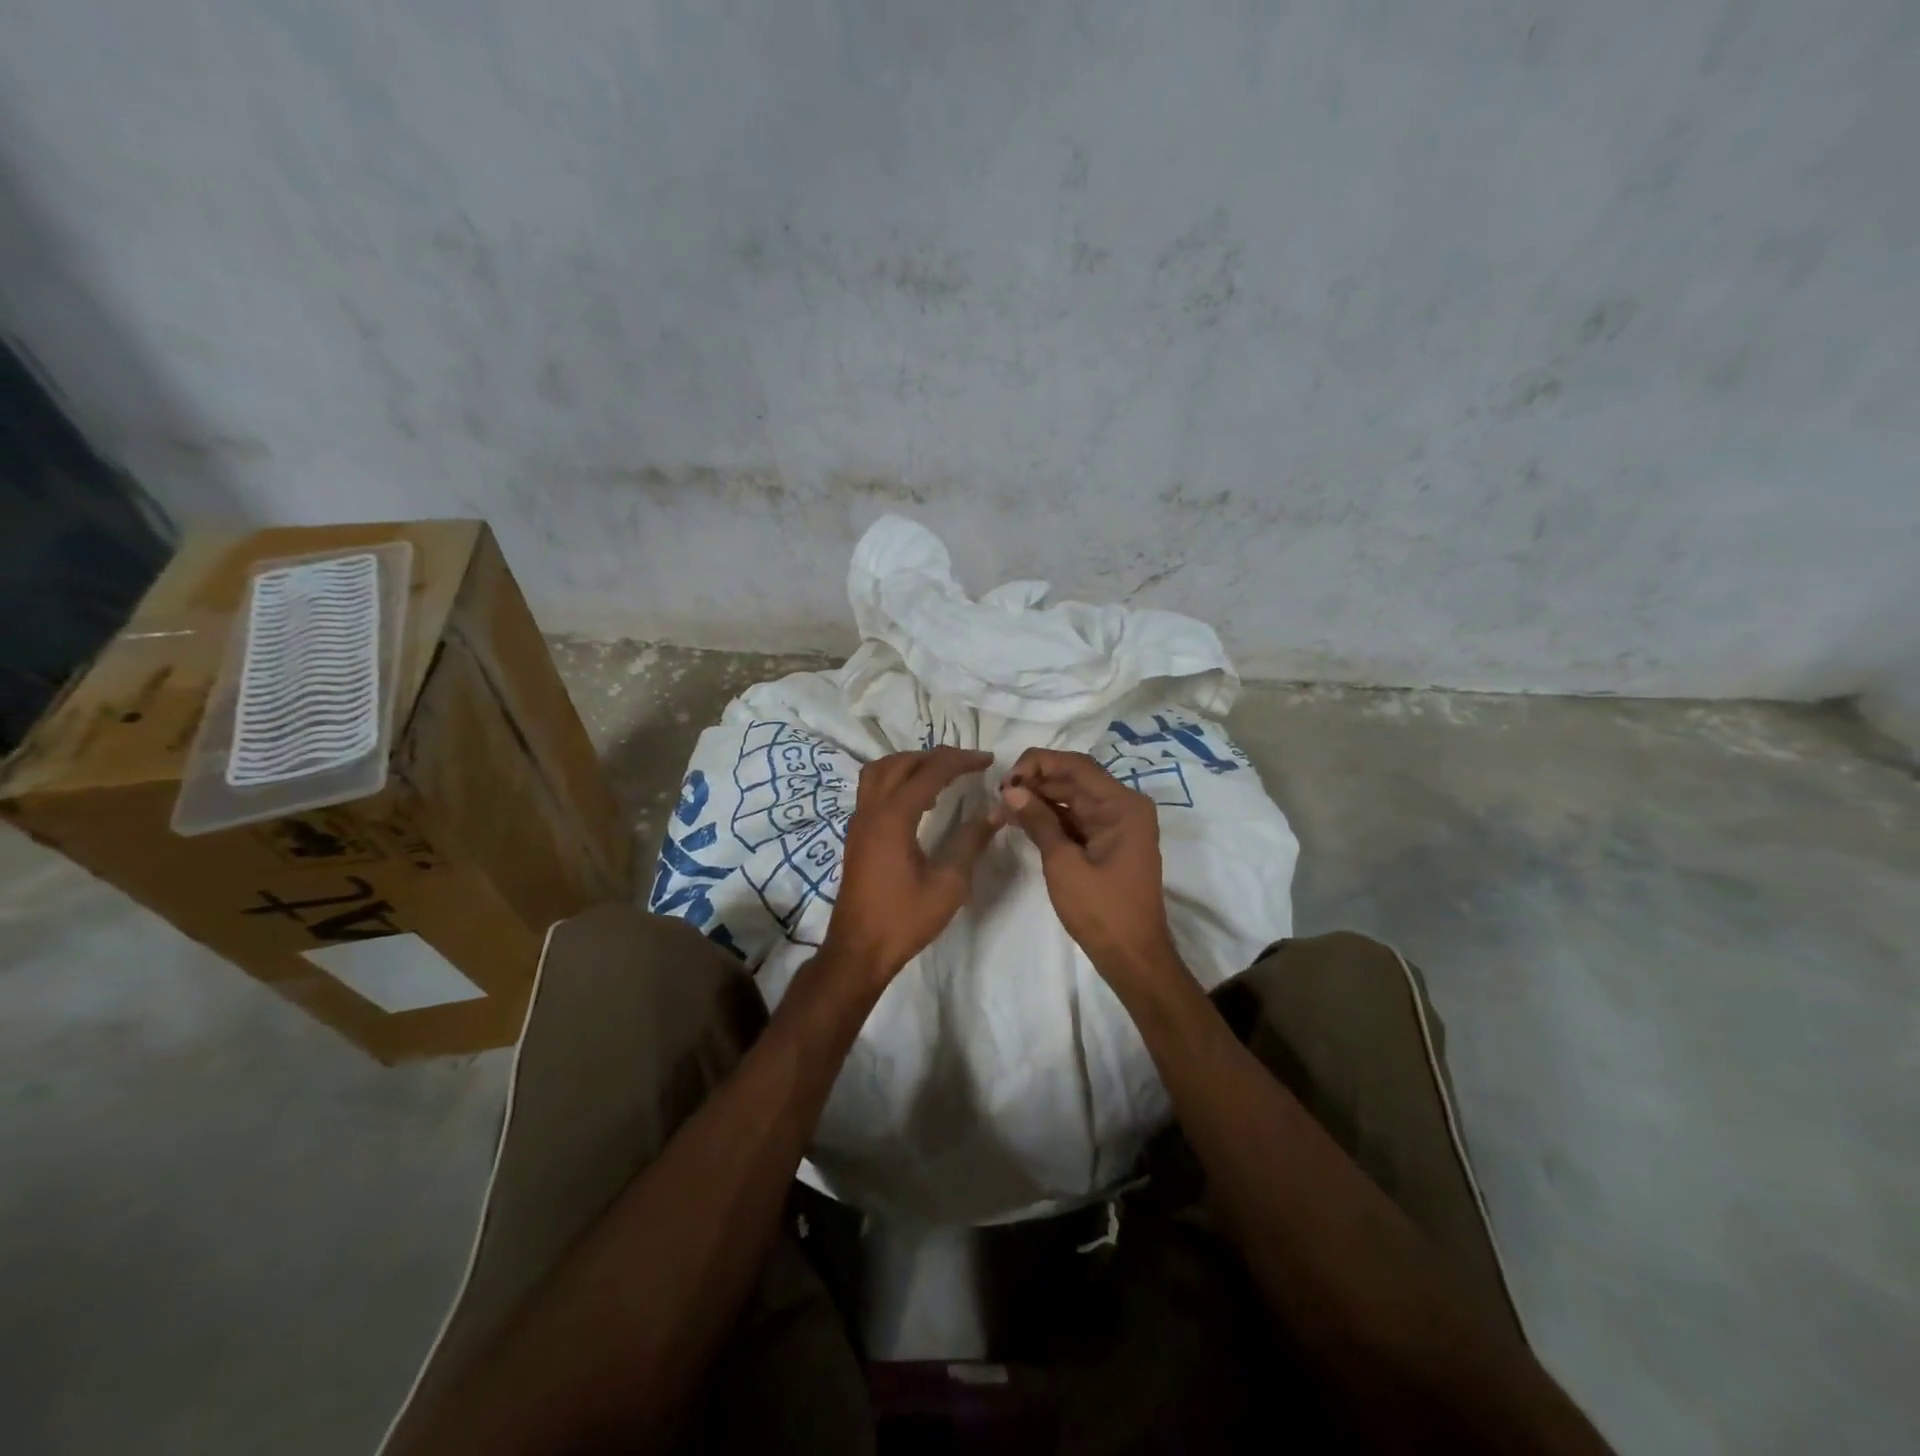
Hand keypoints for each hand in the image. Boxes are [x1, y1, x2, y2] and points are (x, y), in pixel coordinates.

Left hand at [821, 747, 1001, 986]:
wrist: (859, 950)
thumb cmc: (905, 919)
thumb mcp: (949, 884)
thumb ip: (972, 842)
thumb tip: (997, 811)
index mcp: (894, 818)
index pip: (930, 772)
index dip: (961, 761)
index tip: (988, 760)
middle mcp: (871, 810)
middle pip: (901, 763)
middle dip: (936, 757)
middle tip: (967, 764)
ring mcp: (859, 821)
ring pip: (880, 771)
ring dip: (911, 764)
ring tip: (941, 775)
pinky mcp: (856, 834)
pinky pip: (873, 788)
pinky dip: (896, 780)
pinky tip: (919, 800)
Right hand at [1000, 749, 1181, 990]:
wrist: (1133, 958)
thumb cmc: (1102, 911)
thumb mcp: (1064, 864)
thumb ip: (1039, 822)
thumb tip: (1010, 791)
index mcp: (1122, 805)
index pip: (1076, 766)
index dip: (1038, 764)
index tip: (1006, 780)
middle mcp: (1123, 806)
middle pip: (1075, 778)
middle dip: (1036, 781)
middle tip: (1000, 795)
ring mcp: (1117, 825)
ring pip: (1073, 797)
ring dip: (1041, 798)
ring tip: (1005, 806)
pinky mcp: (1107, 842)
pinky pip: (1076, 818)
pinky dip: (1051, 817)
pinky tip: (1022, 819)